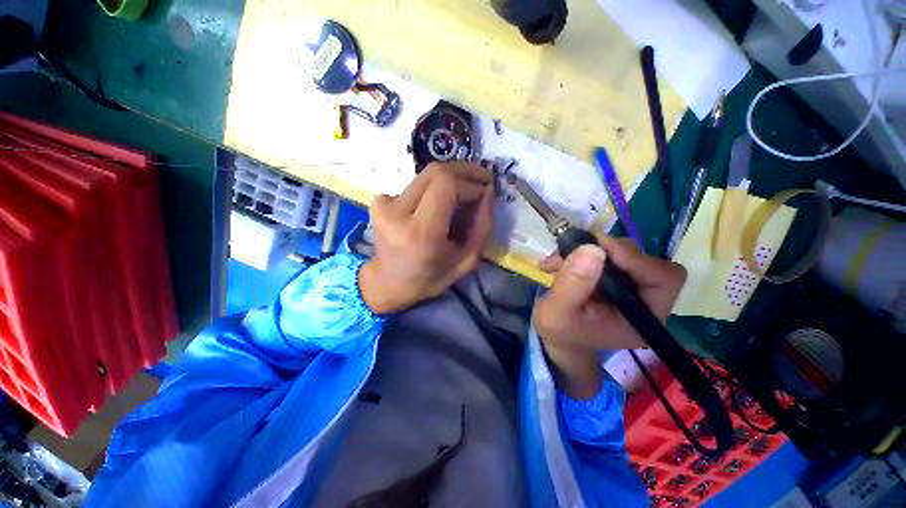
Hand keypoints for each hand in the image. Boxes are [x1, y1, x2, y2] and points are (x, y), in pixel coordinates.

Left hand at [359, 162, 493, 313]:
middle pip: (436, 171)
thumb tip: (487, 191)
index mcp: (421, 233)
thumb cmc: (430, 278)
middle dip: (464, 171)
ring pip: (427, 175)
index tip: (485, 191)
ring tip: (464, 194)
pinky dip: (433, 189)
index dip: (470, 182)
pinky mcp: (379, 201)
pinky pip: (416, 185)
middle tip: (482, 180)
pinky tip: (438, 204)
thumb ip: (482, 226)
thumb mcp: (466, 260)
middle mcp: (397, 213)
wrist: (388, 282)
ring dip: (451, 179)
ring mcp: (384, 204)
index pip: (446, 184)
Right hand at [533, 236, 685, 397]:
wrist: (558, 336)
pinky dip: (581, 250)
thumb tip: (591, 248)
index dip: (634, 258)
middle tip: (573, 248)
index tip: (597, 247)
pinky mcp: (614, 275)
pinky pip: (605, 252)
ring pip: (621, 251)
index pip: (663, 278)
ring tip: (557, 261)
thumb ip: (572, 285)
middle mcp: (644, 300)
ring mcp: (629, 285)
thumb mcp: (556, 314)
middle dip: (605, 251)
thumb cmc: (560, 332)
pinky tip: (558, 262)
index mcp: (642, 318)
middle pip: (644, 259)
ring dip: (587, 249)